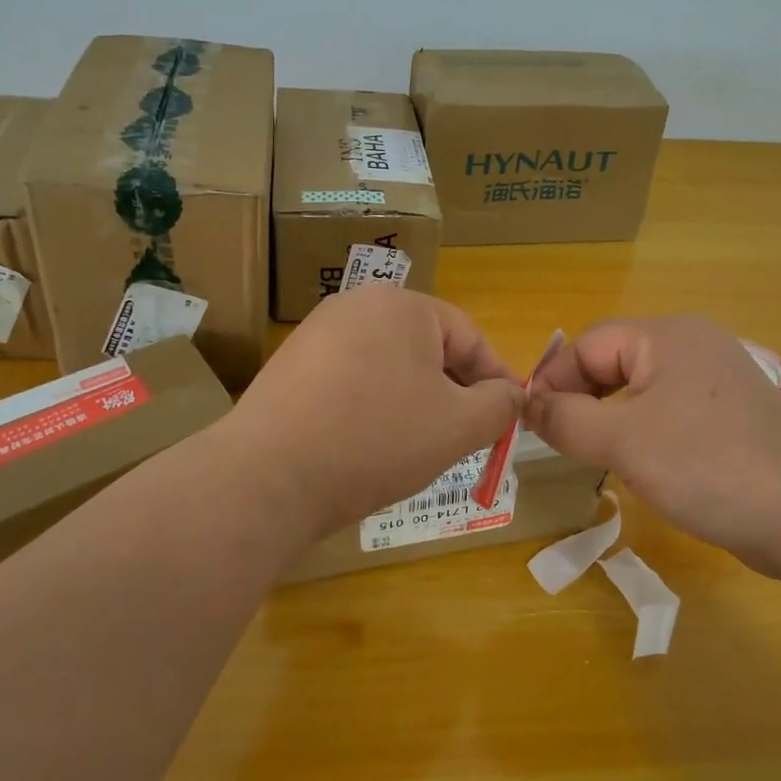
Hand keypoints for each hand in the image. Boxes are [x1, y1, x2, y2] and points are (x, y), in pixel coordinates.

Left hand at [225, 287, 524, 536]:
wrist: (268, 477)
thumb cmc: (376, 440)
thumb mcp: (458, 426)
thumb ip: (500, 405)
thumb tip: (511, 395)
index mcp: (402, 304)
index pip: (469, 338)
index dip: (495, 381)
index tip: (508, 420)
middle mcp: (356, 304)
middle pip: (427, 349)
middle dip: (452, 392)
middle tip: (464, 438)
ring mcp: (317, 333)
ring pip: (389, 366)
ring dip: (413, 402)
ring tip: (416, 447)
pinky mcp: (290, 365)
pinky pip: (352, 379)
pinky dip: (372, 407)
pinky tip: (368, 445)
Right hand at [526, 315, 780, 579]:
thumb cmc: (706, 466)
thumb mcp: (622, 442)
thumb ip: (566, 419)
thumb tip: (529, 406)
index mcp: (666, 335)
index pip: (587, 344)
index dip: (554, 381)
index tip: (533, 425)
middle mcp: (693, 343)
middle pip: (614, 360)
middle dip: (582, 399)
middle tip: (562, 442)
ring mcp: (717, 378)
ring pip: (641, 387)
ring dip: (610, 417)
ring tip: (596, 454)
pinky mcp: (731, 412)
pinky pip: (670, 408)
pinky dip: (644, 429)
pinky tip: (644, 462)